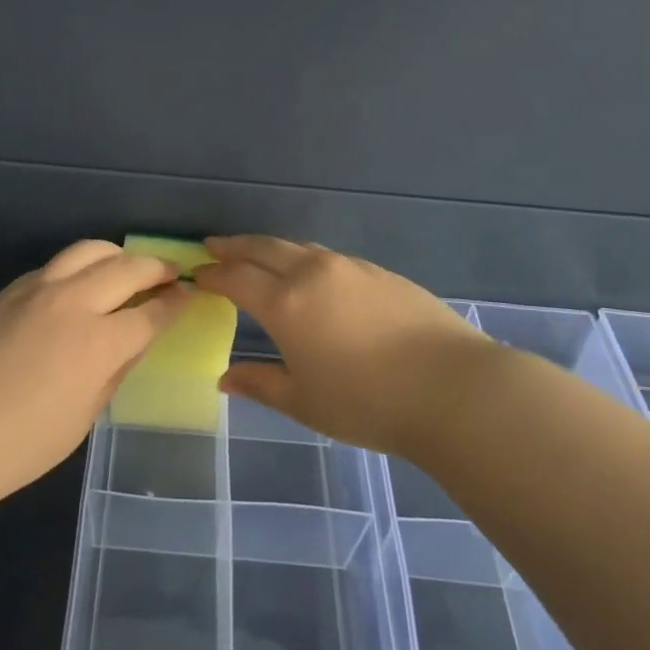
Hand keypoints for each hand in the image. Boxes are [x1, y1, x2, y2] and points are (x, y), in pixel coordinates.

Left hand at [0, 240, 194, 500]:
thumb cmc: (18, 446)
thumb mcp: (81, 418)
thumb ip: (111, 373)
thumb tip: (129, 344)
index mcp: (97, 342)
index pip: (150, 314)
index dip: (174, 304)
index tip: (188, 296)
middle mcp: (71, 303)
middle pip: (126, 268)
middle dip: (156, 267)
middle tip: (170, 272)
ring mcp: (35, 290)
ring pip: (87, 251)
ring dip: (116, 255)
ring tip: (127, 266)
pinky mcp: (7, 292)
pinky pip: (53, 267)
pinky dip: (77, 268)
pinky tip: (77, 286)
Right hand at [197, 235, 501, 456]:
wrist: (453, 388)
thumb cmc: (368, 402)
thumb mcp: (304, 401)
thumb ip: (260, 383)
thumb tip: (225, 376)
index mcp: (285, 303)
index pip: (237, 278)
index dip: (213, 274)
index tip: (197, 274)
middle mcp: (312, 273)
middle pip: (263, 248)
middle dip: (234, 246)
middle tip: (213, 246)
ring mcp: (349, 268)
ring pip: (298, 246)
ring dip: (269, 247)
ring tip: (256, 253)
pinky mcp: (380, 272)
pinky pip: (329, 256)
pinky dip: (305, 257)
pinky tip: (311, 273)